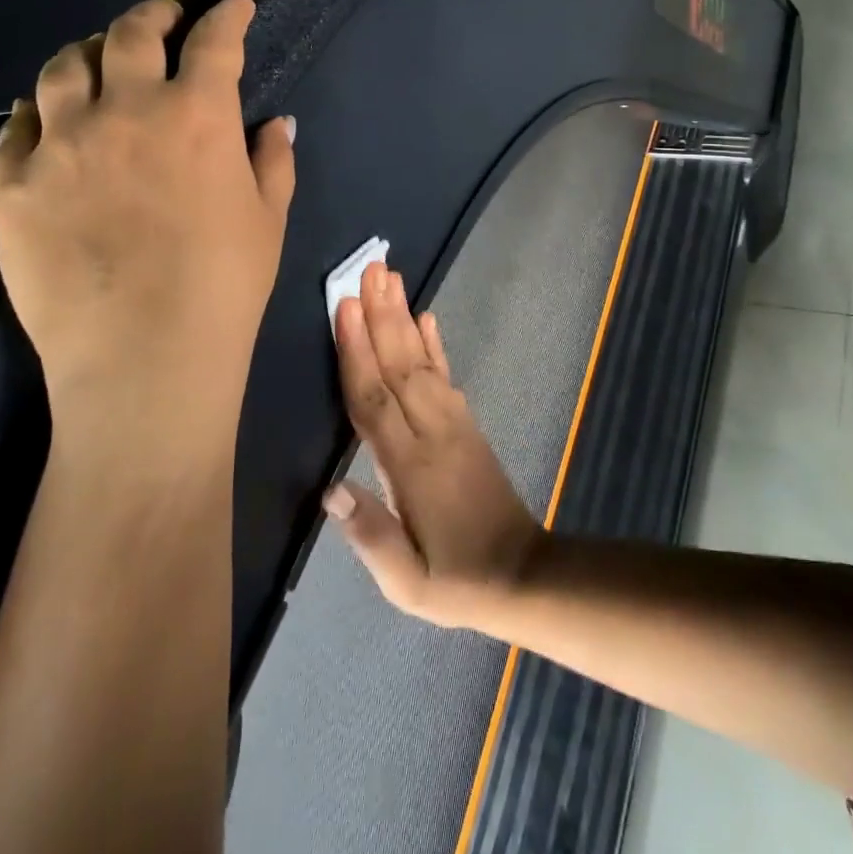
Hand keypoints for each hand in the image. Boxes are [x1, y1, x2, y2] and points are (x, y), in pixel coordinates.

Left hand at [0, 0, 294, 459]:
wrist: (144, 359)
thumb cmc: (224, 288)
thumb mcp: (268, 220)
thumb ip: (273, 161)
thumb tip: (275, 123)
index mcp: (198, 117)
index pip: (215, 42)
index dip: (228, 15)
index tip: (235, 5)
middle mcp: (126, 111)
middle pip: (132, 35)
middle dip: (154, 17)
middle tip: (165, 22)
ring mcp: (62, 144)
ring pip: (66, 67)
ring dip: (90, 51)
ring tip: (100, 59)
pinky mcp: (14, 184)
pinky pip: (20, 125)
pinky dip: (42, 109)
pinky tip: (51, 117)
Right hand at [324, 261, 542, 628]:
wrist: (523, 576)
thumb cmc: (455, 580)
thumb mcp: (408, 584)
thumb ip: (370, 537)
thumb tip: (329, 490)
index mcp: (410, 467)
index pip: (374, 401)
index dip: (357, 353)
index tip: (346, 308)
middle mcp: (432, 433)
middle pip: (399, 365)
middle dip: (381, 315)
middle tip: (368, 269)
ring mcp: (454, 423)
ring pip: (422, 361)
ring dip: (403, 317)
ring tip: (391, 278)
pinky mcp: (467, 424)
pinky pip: (446, 374)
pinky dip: (435, 343)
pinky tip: (426, 317)